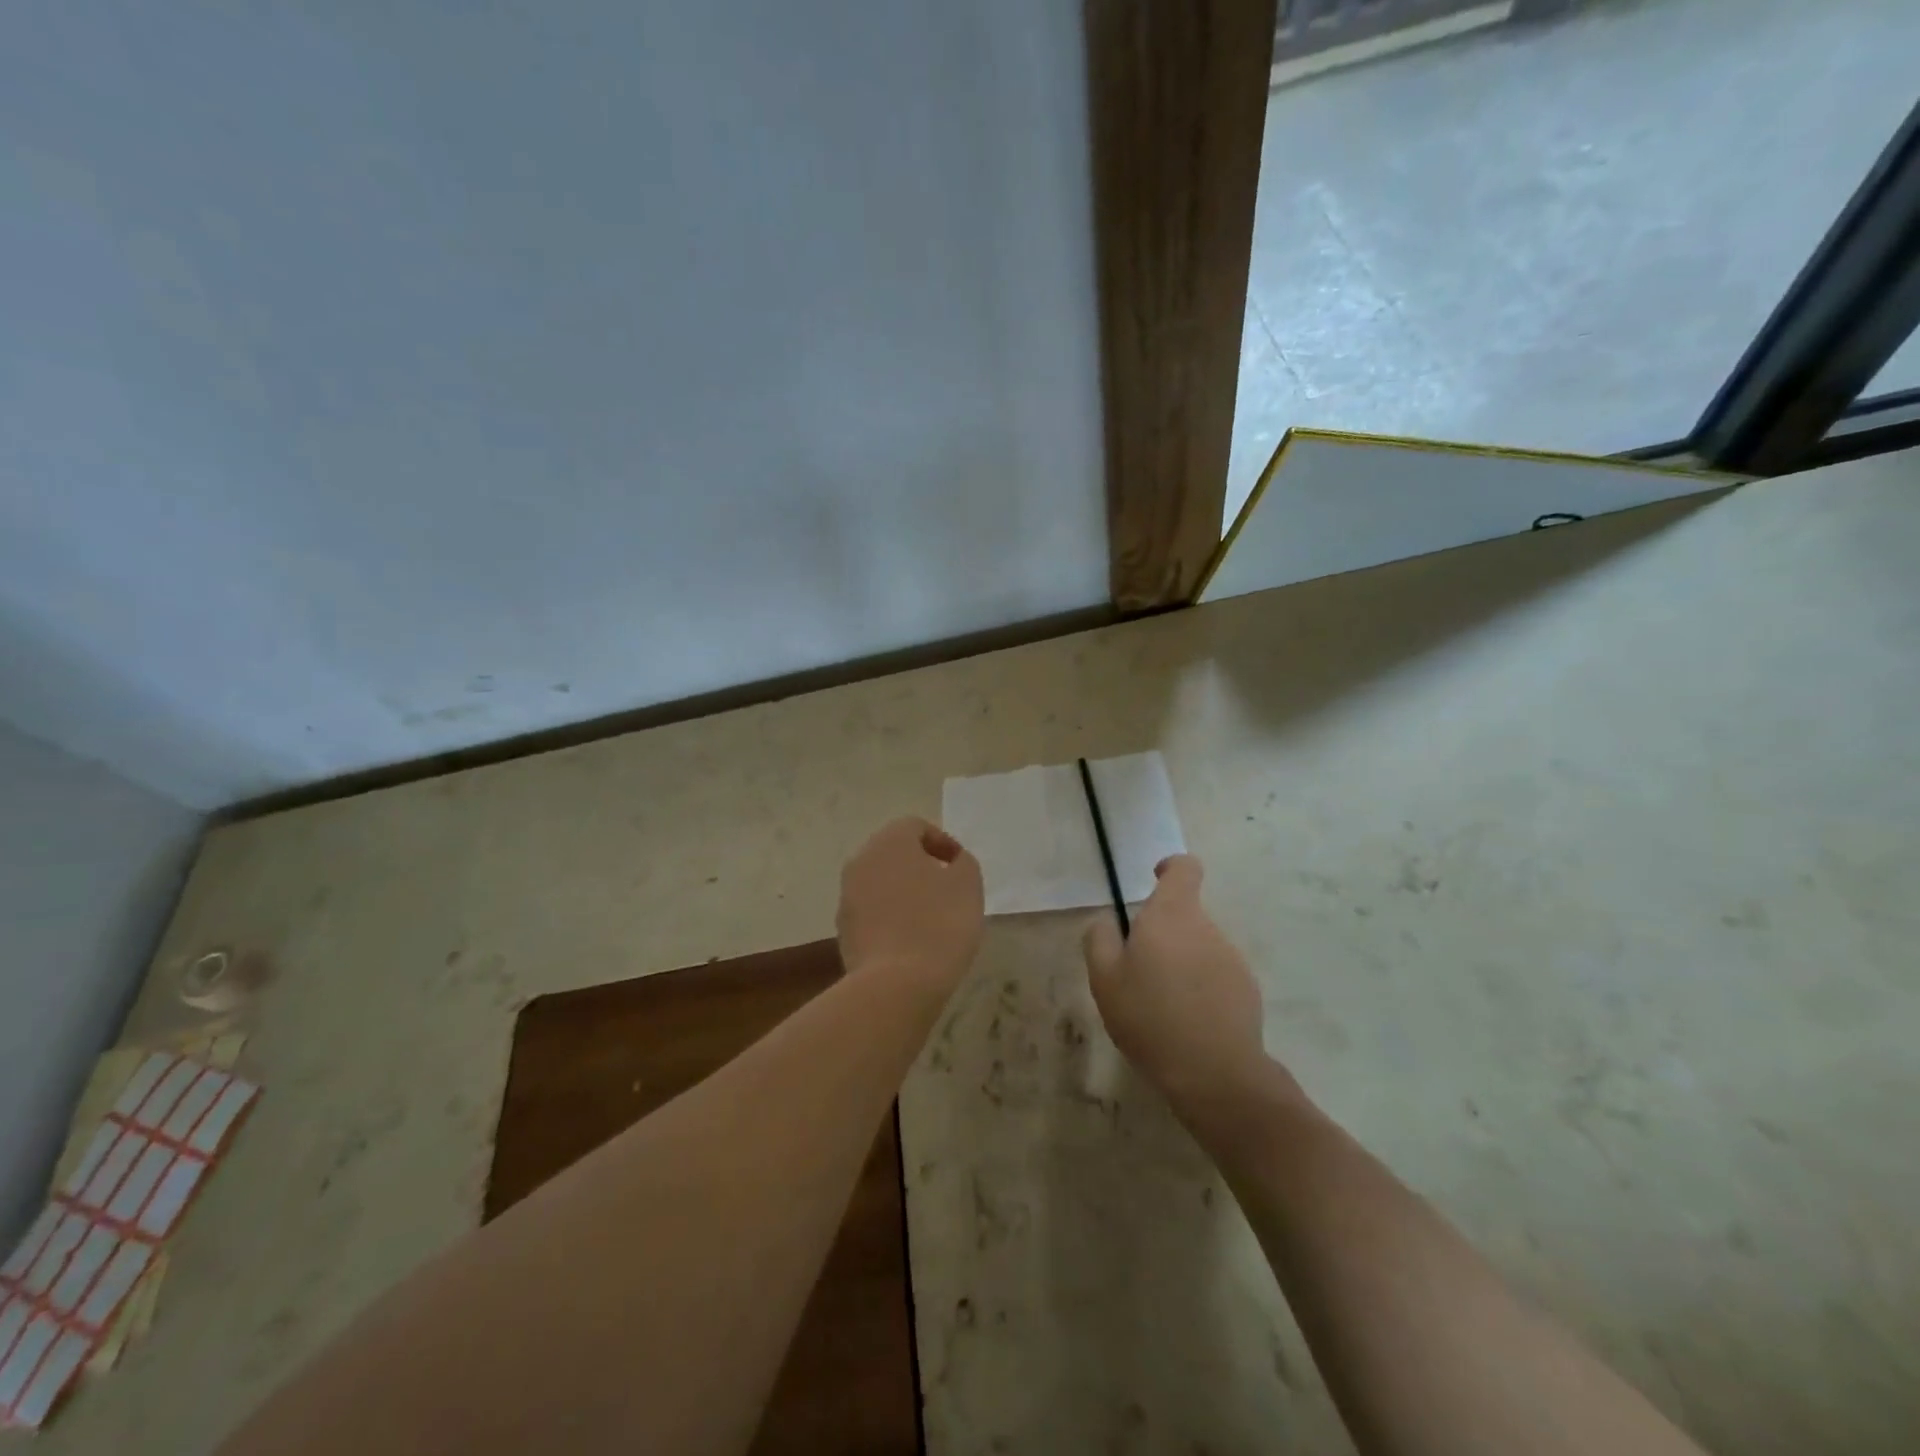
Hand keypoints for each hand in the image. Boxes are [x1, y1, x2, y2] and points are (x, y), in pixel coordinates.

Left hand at [837, 817, 984, 995]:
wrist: (896, 985)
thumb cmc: (939, 924)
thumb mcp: (968, 885)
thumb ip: (962, 863)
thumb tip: (951, 862)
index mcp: (889, 842)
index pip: (916, 827)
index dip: (942, 843)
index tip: (961, 868)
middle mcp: (861, 861)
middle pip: (894, 854)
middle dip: (921, 867)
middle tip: (948, 890)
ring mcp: (847, 897)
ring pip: (881, 883)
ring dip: (904, 893)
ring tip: (931, 918)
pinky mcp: (844, 931)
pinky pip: (872, 913)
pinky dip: (891, 917)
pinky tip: (912, 941)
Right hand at [1083, 855, 1279, 1115]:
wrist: (1214, 1073)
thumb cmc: (1149, 1016)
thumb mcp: (1104, 979)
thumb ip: (1100, 939)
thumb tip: (1108, 921)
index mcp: (1172, 915)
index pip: (1184, 867)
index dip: (1169, 868)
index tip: (1153, 882)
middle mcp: (1207, 927)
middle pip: (1184, 915)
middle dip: (1162, 935)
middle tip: (1137, 973)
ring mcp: (1232, 958)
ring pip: (1199, 947)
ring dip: (1181, 963)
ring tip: (1161, 1006)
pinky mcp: (1248, 989)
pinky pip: (1216, 975)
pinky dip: (1200, 988)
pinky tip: (1186, 1023)